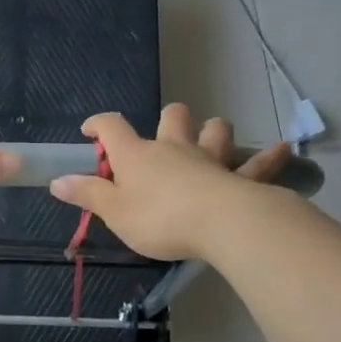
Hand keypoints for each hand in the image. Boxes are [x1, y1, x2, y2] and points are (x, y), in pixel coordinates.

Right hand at [49, 104, 291, 259]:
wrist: (220, 224)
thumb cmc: (159, 218)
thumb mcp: (114, 212)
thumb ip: (87, 195)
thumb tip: (57, 181)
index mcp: (138, 155)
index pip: (112, 127)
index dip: (98, 124)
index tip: (90, 131)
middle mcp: (174, 148)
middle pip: (172, 117)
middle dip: (167, 120)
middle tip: (162, 137)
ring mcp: (210, 159)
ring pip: (214, 130)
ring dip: (212, 131)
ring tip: (211, 139)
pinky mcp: (240, 178)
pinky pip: (258, 164)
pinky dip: (269, 157)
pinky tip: (283, 150)